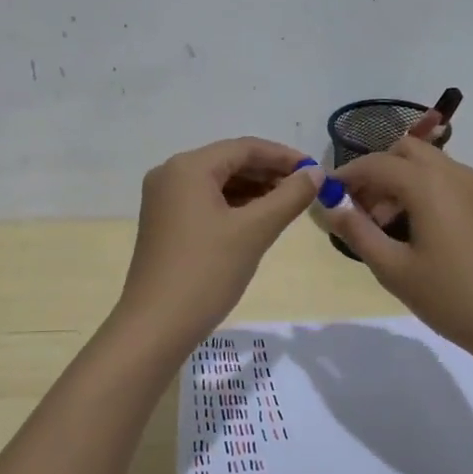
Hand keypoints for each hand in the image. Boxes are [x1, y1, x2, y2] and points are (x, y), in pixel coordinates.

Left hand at [118, 137, 323, 341]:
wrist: (156, 325)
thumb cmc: (207, 272)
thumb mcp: (254, 231)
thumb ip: (289, 197)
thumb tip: (316, 173)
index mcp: (188, 167)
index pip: (244, 148)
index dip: (283, 156)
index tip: (316, 171)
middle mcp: (170, 174)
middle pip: (229, 162)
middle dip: (269, 173)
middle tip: (306, 189)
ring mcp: (163, 200)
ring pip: (217, 183)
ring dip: (253, 190)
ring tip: (288, 205)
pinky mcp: (164, 223)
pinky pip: (205, 201)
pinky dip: (233, 206)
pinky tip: (258, 219)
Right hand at [329, 138, 472, 363]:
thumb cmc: (453, 298)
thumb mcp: (394, 270)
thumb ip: (358, 232)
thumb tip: (330, 206)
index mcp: (428, 184)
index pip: (376, 164)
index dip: (346, 175)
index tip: (326, 195)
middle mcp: (454, 174)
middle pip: (406, 151)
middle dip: (377, 171)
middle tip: (361, 210)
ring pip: (429, 165)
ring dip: (401, 181)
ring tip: (387, 228)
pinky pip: (448, 182)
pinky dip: (424, 191)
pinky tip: (419, 234)